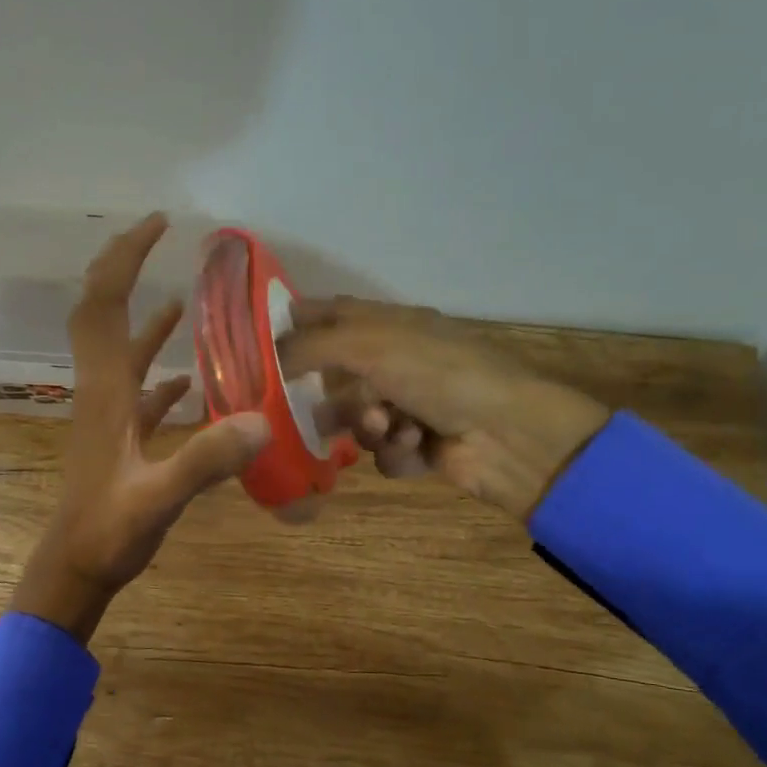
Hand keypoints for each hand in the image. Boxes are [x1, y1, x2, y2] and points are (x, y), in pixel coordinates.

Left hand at [11, 215, 270, 642]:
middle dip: (125, 269)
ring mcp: (108, 415)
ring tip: (184, 297)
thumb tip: (262, 418)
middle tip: (160, 239)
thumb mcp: (159, 498)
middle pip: (102, 313)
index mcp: (106, 391)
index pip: (104, 305)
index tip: (159, 225)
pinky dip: (160, 371)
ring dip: (144, 316)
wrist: (75, 569)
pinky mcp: (119, 438)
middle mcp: (102, 391)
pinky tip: (189, 377)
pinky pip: (138, 389)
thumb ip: (206, 460)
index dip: (126, 259)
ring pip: (121, 350)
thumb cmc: (108, 534)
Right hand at [280, 297, 609, 521]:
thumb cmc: (438, 375)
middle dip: (333, 396)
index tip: (259, 347)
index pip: (332, 314)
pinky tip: (417, 446)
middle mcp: (398, 362)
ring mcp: (410, 405)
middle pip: (338, 378)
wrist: (507, 433)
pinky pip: (384, 452)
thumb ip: (312, 346)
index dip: (297, 324)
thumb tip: (267, 353)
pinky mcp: (420, 446)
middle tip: (318, 410)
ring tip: (390, 426)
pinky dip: (396, 451)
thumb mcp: (370, 346)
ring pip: (357, 421)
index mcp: (391, 325)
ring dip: (368, 426)